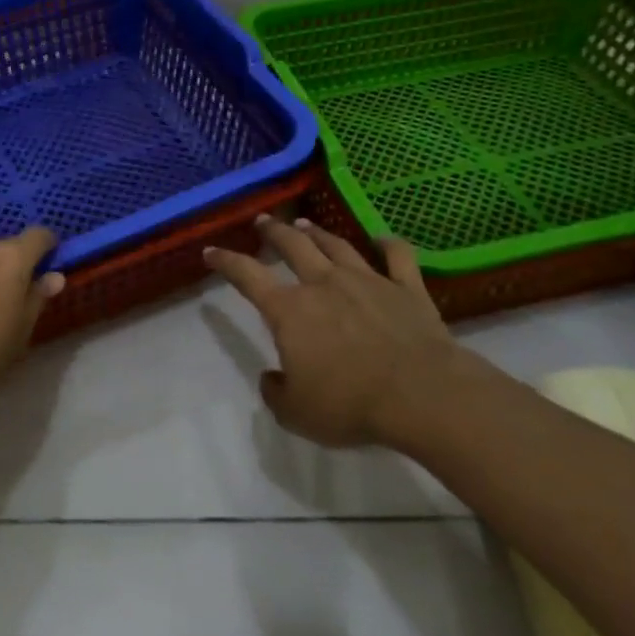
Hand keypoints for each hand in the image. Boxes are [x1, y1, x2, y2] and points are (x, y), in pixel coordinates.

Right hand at [205, 217, 485, 452]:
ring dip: (318, 232)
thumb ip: (276, 393)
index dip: (226, 261)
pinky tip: (383, 238)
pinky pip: (397, 257)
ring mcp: (368, 281)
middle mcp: (323, 284)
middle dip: (274, 231)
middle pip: (293, 245)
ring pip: (337, 245)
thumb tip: (272, 378)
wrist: (422, 395)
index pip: (247, 276)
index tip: (212, 251)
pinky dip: (389, 244)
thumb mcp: (297, 414)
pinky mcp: (407, 289)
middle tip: (264, 221)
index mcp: (289, 310)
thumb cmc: (350, 404)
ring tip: (306, 224)